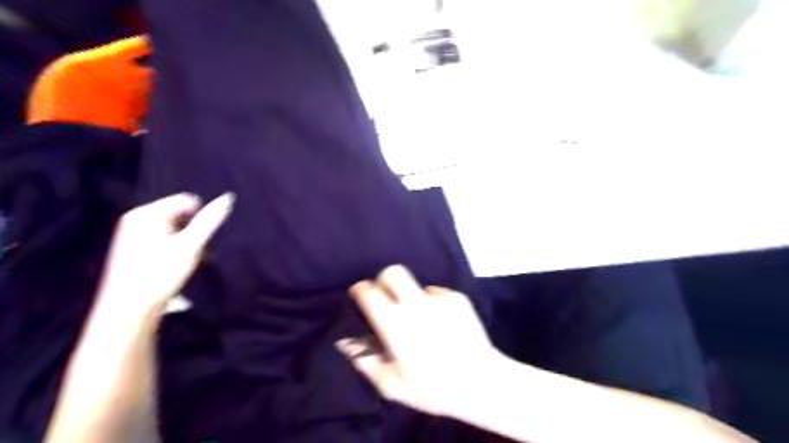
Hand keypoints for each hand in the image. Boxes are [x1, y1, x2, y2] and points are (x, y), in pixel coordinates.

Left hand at [94, 192, 231, 319]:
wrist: (129, 308)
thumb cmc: (162, 273)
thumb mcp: (191, 245)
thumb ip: (210, 221)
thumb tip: (228, 198)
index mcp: (148, 213)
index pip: (188, 200)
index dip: (200, 219)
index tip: (200, 240)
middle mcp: (136, 217)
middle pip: (179, 213)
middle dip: (193, 230)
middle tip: (195, 253)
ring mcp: (130, 231)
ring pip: (172, 226)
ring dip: (185, 240)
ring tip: (186, 261)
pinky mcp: (130, 245)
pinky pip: (160, 235)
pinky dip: (172, 246)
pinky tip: (172, 264)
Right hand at [337, 265, 497, 420]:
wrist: (483, 383)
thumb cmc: (434, 389)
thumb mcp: (393, 386)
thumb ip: (366, 361)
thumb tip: (345, 342)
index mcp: (396, 325)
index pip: (371, 293)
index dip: (361, 289)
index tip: (360, 294)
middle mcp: (416, 305)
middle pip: (393, 272)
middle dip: (384, 279)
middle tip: (386, 296)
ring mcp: (439, 299)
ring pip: (416, 286)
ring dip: (412, 298)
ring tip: (422, 322)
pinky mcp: (457, 298)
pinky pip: (437, 294)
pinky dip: (433, 305)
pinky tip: (442, 325)